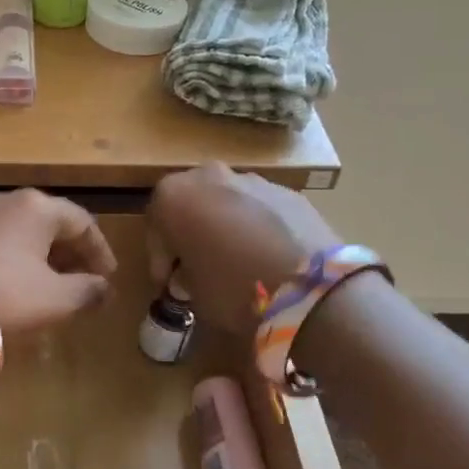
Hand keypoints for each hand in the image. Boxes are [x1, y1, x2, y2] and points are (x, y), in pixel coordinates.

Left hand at [0, 189, 118, 336]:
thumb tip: (104, 289)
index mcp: (38, 206)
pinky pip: (6, 240)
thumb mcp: (57, 299)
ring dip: (48, 256)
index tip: (108, 278)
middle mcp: (10, 201)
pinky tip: (26, 284)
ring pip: (28, 232)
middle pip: (54, 223)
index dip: (100, 251)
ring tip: (59, 286)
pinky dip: (23, 258)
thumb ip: (88, 291)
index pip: (83, 222)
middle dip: (74, 253)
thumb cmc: (6, 295)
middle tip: (87, 282)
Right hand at [147, 164, 337, 334]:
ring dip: (223, 226)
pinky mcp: (288, 191)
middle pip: (190, 204)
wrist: (313, 287)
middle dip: (190, 232)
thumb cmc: (234, 289)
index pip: (155, 226)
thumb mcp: (193, 292)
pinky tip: (266, 258)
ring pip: (226, 202)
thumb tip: (190, 272)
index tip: (168, 284)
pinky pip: (259, 209)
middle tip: (196, 266)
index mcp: (174, 196)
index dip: (160, 257)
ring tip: (235, 262)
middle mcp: (208, 175)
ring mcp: (252, 179)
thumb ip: (184, 275)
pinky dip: (255, 228)